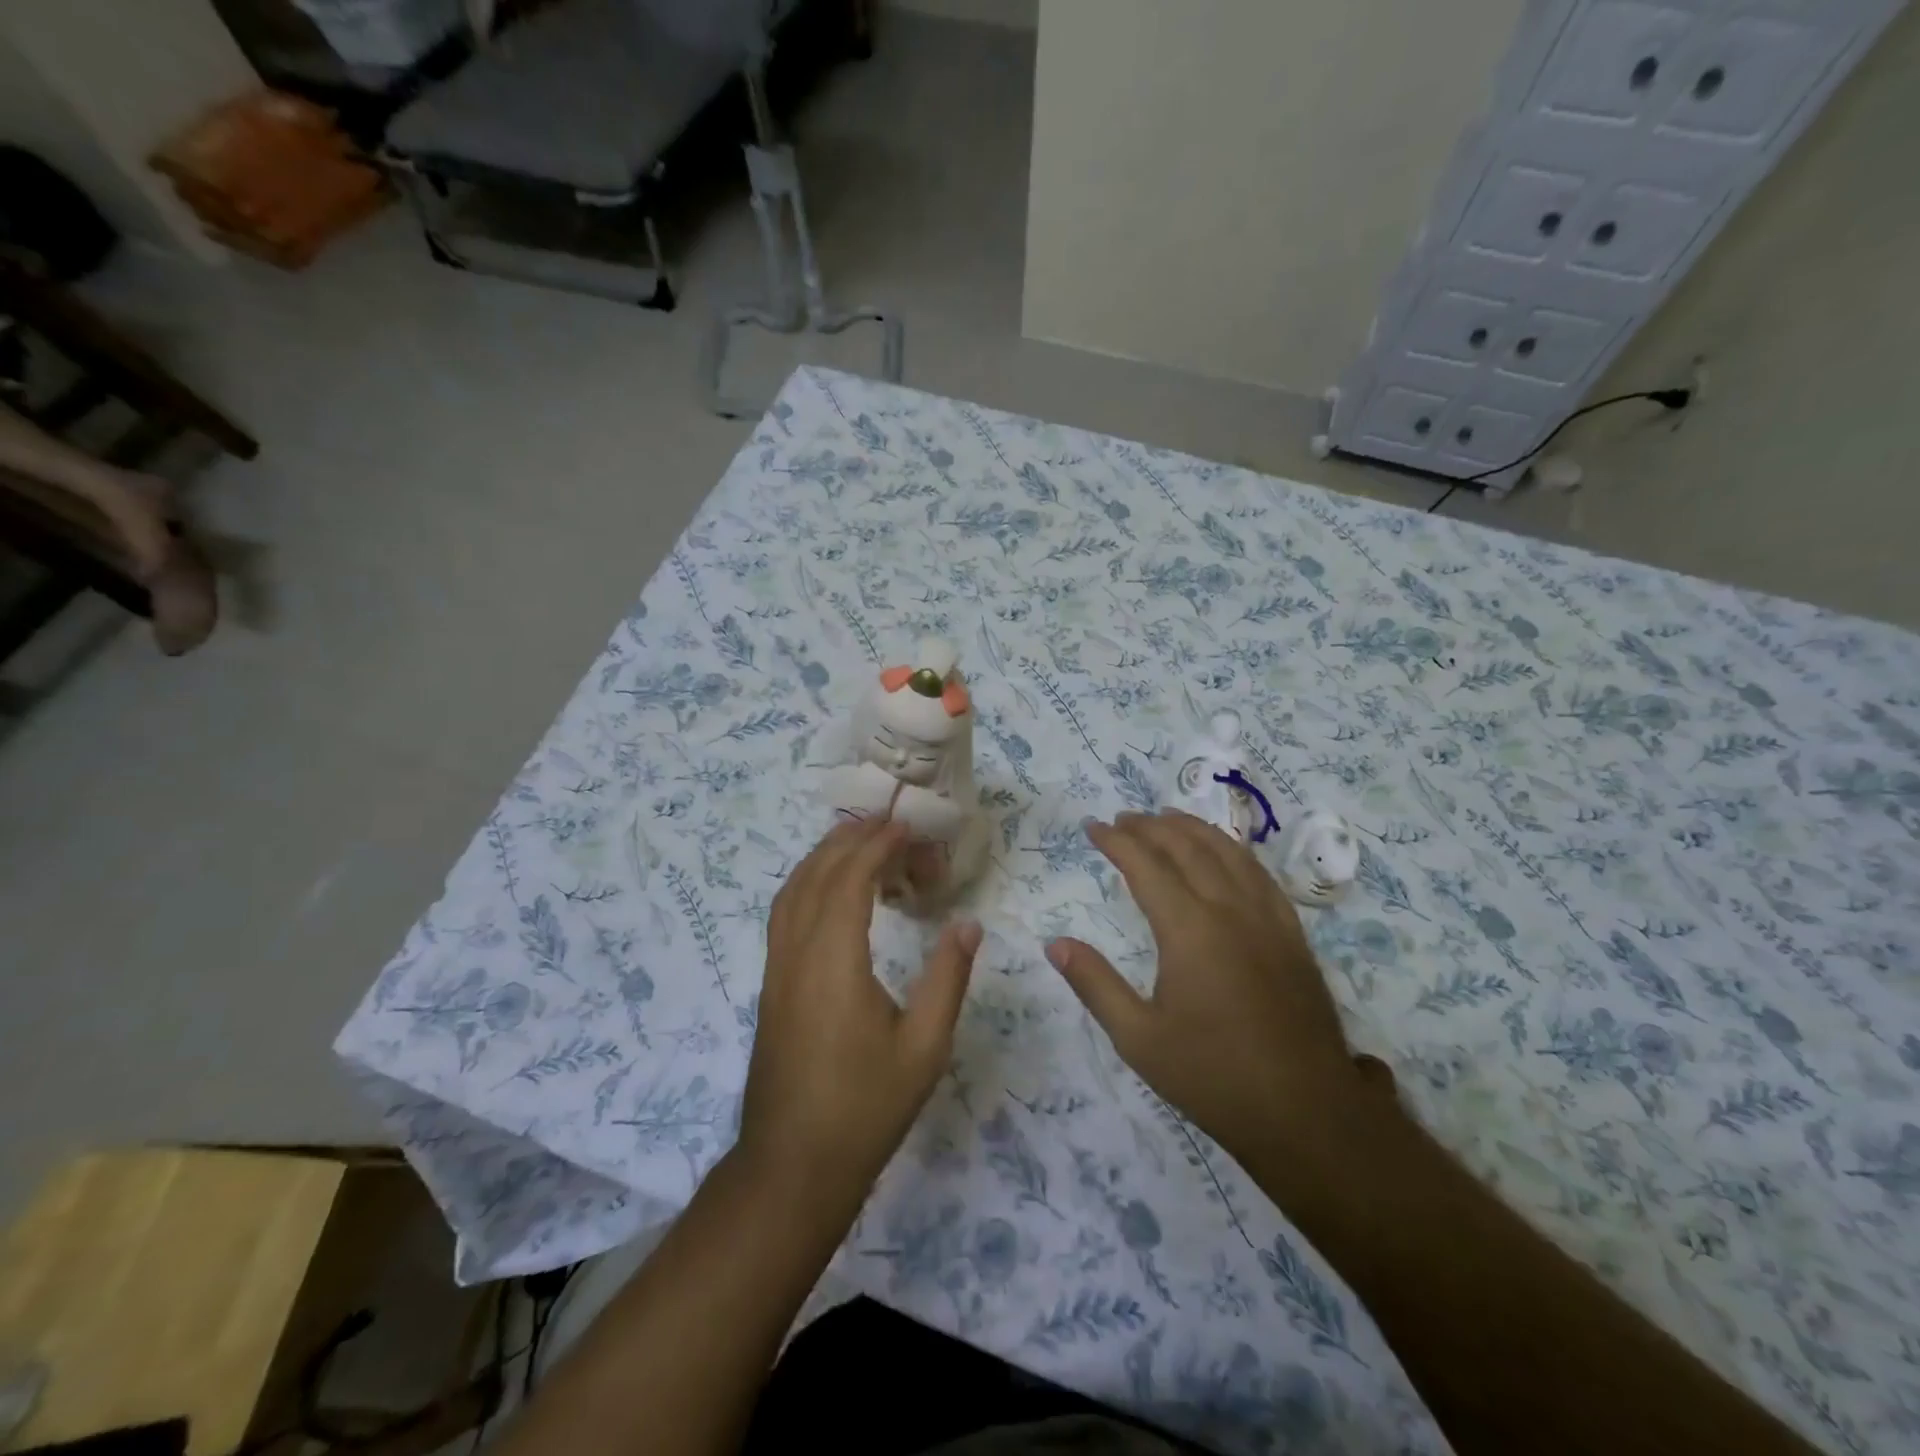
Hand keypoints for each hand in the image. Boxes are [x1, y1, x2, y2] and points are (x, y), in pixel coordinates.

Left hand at [738, 818, 981, 1212]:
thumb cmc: (864, 1109)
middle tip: (891, 824)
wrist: (792, 1166)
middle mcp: (797, 954)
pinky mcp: (772, 985)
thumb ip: (947, 979)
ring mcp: (777, 969)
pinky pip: (784, 913)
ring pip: (792, 890)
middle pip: (817, 874)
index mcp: (834, 962)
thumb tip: (968, 923)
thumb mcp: (923, 1049)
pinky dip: (808, 882)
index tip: (907, 827)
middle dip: (852, 839)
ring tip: (862, 841)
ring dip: (824, 856)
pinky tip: (832, 891)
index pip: (850, 879)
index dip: (878, 845)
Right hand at [1046, 810, 1385, 1161]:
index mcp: (1189, 929)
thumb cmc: (1212, 1076)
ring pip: (1228, 852)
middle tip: (1123, 819)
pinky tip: (1225, 854)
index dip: (1116, 841)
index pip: (1145, 865)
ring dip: (1194, 828)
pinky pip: (1260, 874)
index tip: (1093, 827)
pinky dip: (1233, 851)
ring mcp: (1267, 918)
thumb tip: (1055, 943)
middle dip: (1151, 826)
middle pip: (1187, 848)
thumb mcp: (1139, 1038)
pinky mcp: (1292, 935)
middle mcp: (1229, 909)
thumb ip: (1095, 984)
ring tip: (1168, 818)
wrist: (1305, 1112)